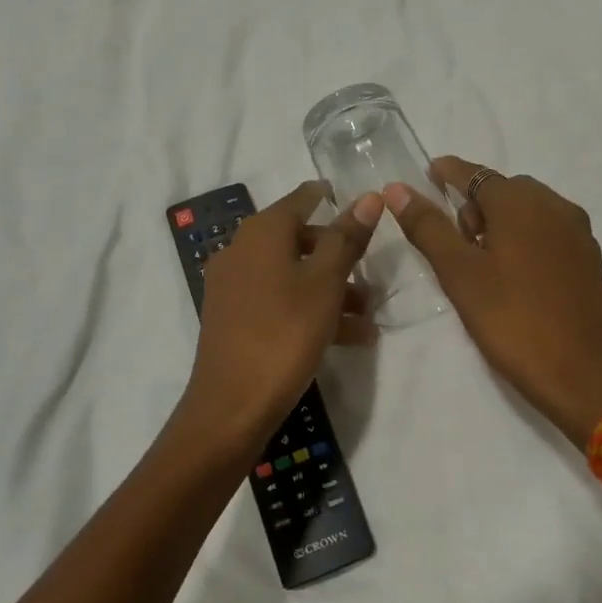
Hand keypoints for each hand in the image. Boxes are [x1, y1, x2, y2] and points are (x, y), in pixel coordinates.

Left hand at [178, 182, 383, 453]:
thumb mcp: (325, 283)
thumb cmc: (284, 334)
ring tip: (366, 320)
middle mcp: (241, 251)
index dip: (329, 197)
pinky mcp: (233, 318)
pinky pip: (279, 300)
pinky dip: (309, 309)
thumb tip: (367, 196)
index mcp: (261, 233)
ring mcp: (233, 287)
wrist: (232, 406)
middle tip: (369, 276)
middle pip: (297, 239)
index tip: (358, 202)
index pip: (301, 199)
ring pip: (291, 274)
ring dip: (330, 290)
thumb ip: (346, 239)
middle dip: (338, 255)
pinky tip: (345, 337)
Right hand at [385, 157, 601, 446]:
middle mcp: (555, 205)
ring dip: (501, 223)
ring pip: (528, 212)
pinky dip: (525, 239)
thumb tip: (397, 189)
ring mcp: (577, 232)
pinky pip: (547, 232)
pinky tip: (514, 276)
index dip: (448, 172)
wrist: (583, 375)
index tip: (429, 173)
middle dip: (474, 207)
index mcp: (522, 202)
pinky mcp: (589, 259)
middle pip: (504, 191)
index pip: (475, 174)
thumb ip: (428, 227)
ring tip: (483, 266)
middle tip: (456, 248)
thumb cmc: (512, 320)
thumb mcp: (460, 274)